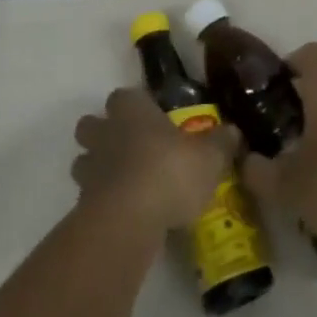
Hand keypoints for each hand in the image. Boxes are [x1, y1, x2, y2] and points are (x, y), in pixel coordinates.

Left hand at [72, 87, 236, 233]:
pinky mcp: (83, 202)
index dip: (137, 106)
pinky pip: (89, 195)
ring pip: (84, 159)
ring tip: (126, 183)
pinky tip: (125, 212)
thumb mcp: (209, 158)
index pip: (125, 96)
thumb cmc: (169, 172)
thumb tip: (234, 131)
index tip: (152, 119)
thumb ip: (221, 143)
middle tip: (132, 149)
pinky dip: (102, 200)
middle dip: (105, 133)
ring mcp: (90, 167)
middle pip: (92, 124)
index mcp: (132, 110)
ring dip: (99, 168)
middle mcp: (105, 131)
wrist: (128, 220)